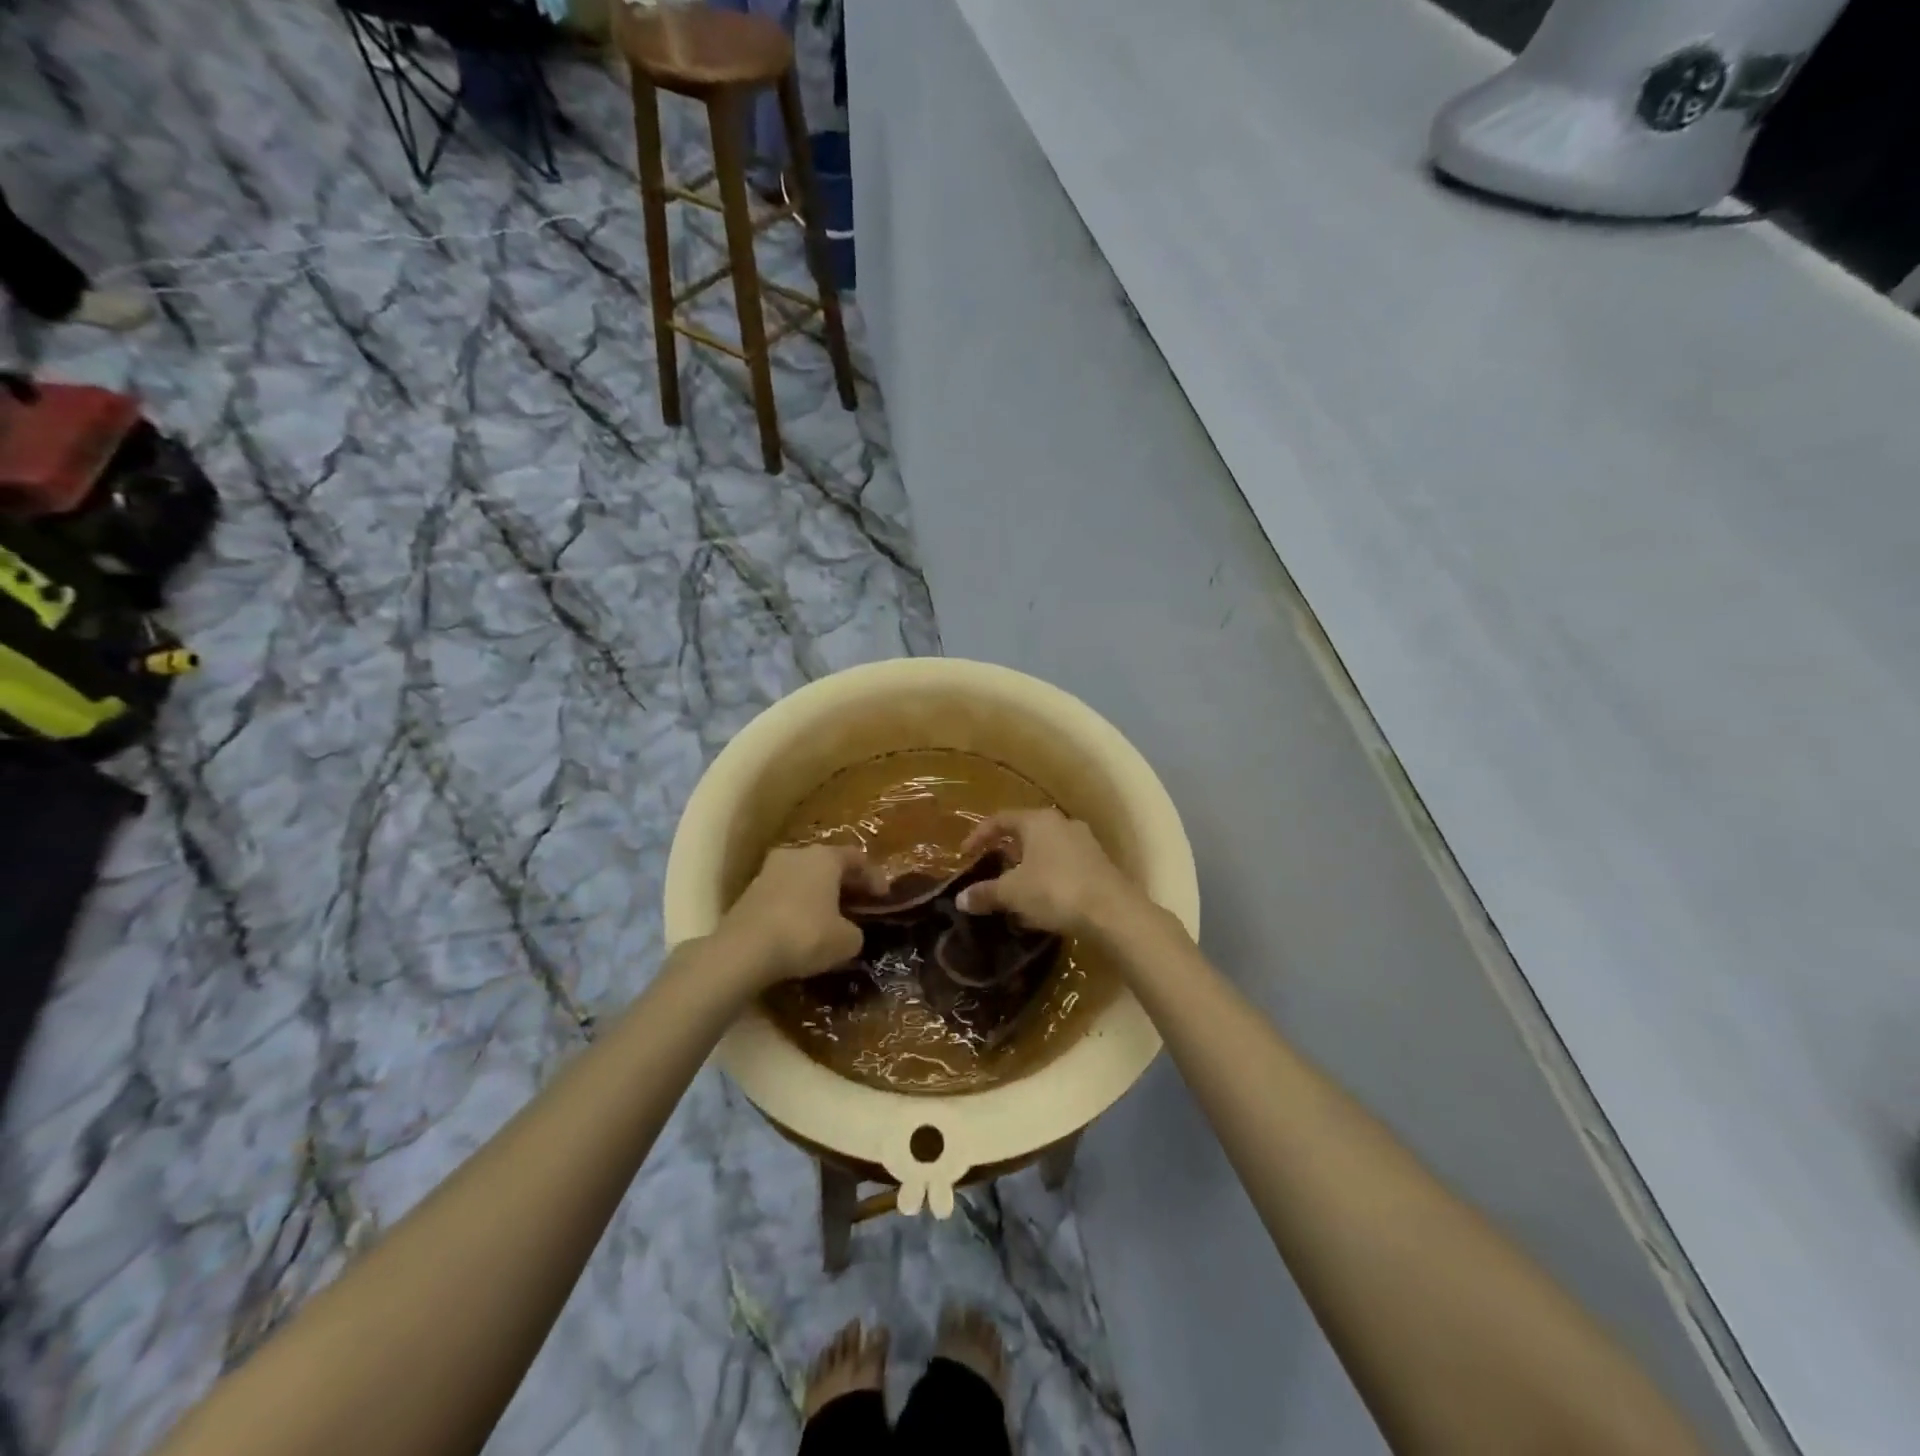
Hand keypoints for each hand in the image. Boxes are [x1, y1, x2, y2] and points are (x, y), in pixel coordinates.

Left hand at [713, 843, 876, 990]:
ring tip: (830, 917)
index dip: (874, 877)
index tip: (884, 897)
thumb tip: (850, 932)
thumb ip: (855, 932)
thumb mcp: (846, 941)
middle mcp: (797, 854)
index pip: (857, 858)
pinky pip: (783, 894)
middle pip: (828, 864)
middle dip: (844, 883)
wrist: (744, 950)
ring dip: (818, 894)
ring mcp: (768, 871)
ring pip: (803, 877)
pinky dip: (797, 905)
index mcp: (825, 857)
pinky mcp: (749, 892)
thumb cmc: (805, 934)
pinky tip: (802, 926)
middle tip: (858, 903)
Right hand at [955, 808, 1143, 936]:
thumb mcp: (1013, 893)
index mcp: (1038, 821)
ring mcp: (1084, 842)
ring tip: (1015, 888)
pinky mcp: (1099, 864)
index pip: (1000, 819)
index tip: (965, 855)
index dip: (979, 835)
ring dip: (1028, 865)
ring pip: (1047, 848)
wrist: (1113, 912)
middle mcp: (1062, 823)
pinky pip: (1064, 864)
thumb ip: (985, 893)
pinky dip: (1048, 876)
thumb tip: (960, 899)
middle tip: (991, 869)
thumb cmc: (1055, 890)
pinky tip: (1042, 900)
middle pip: (1026, 832)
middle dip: (1006, 851)